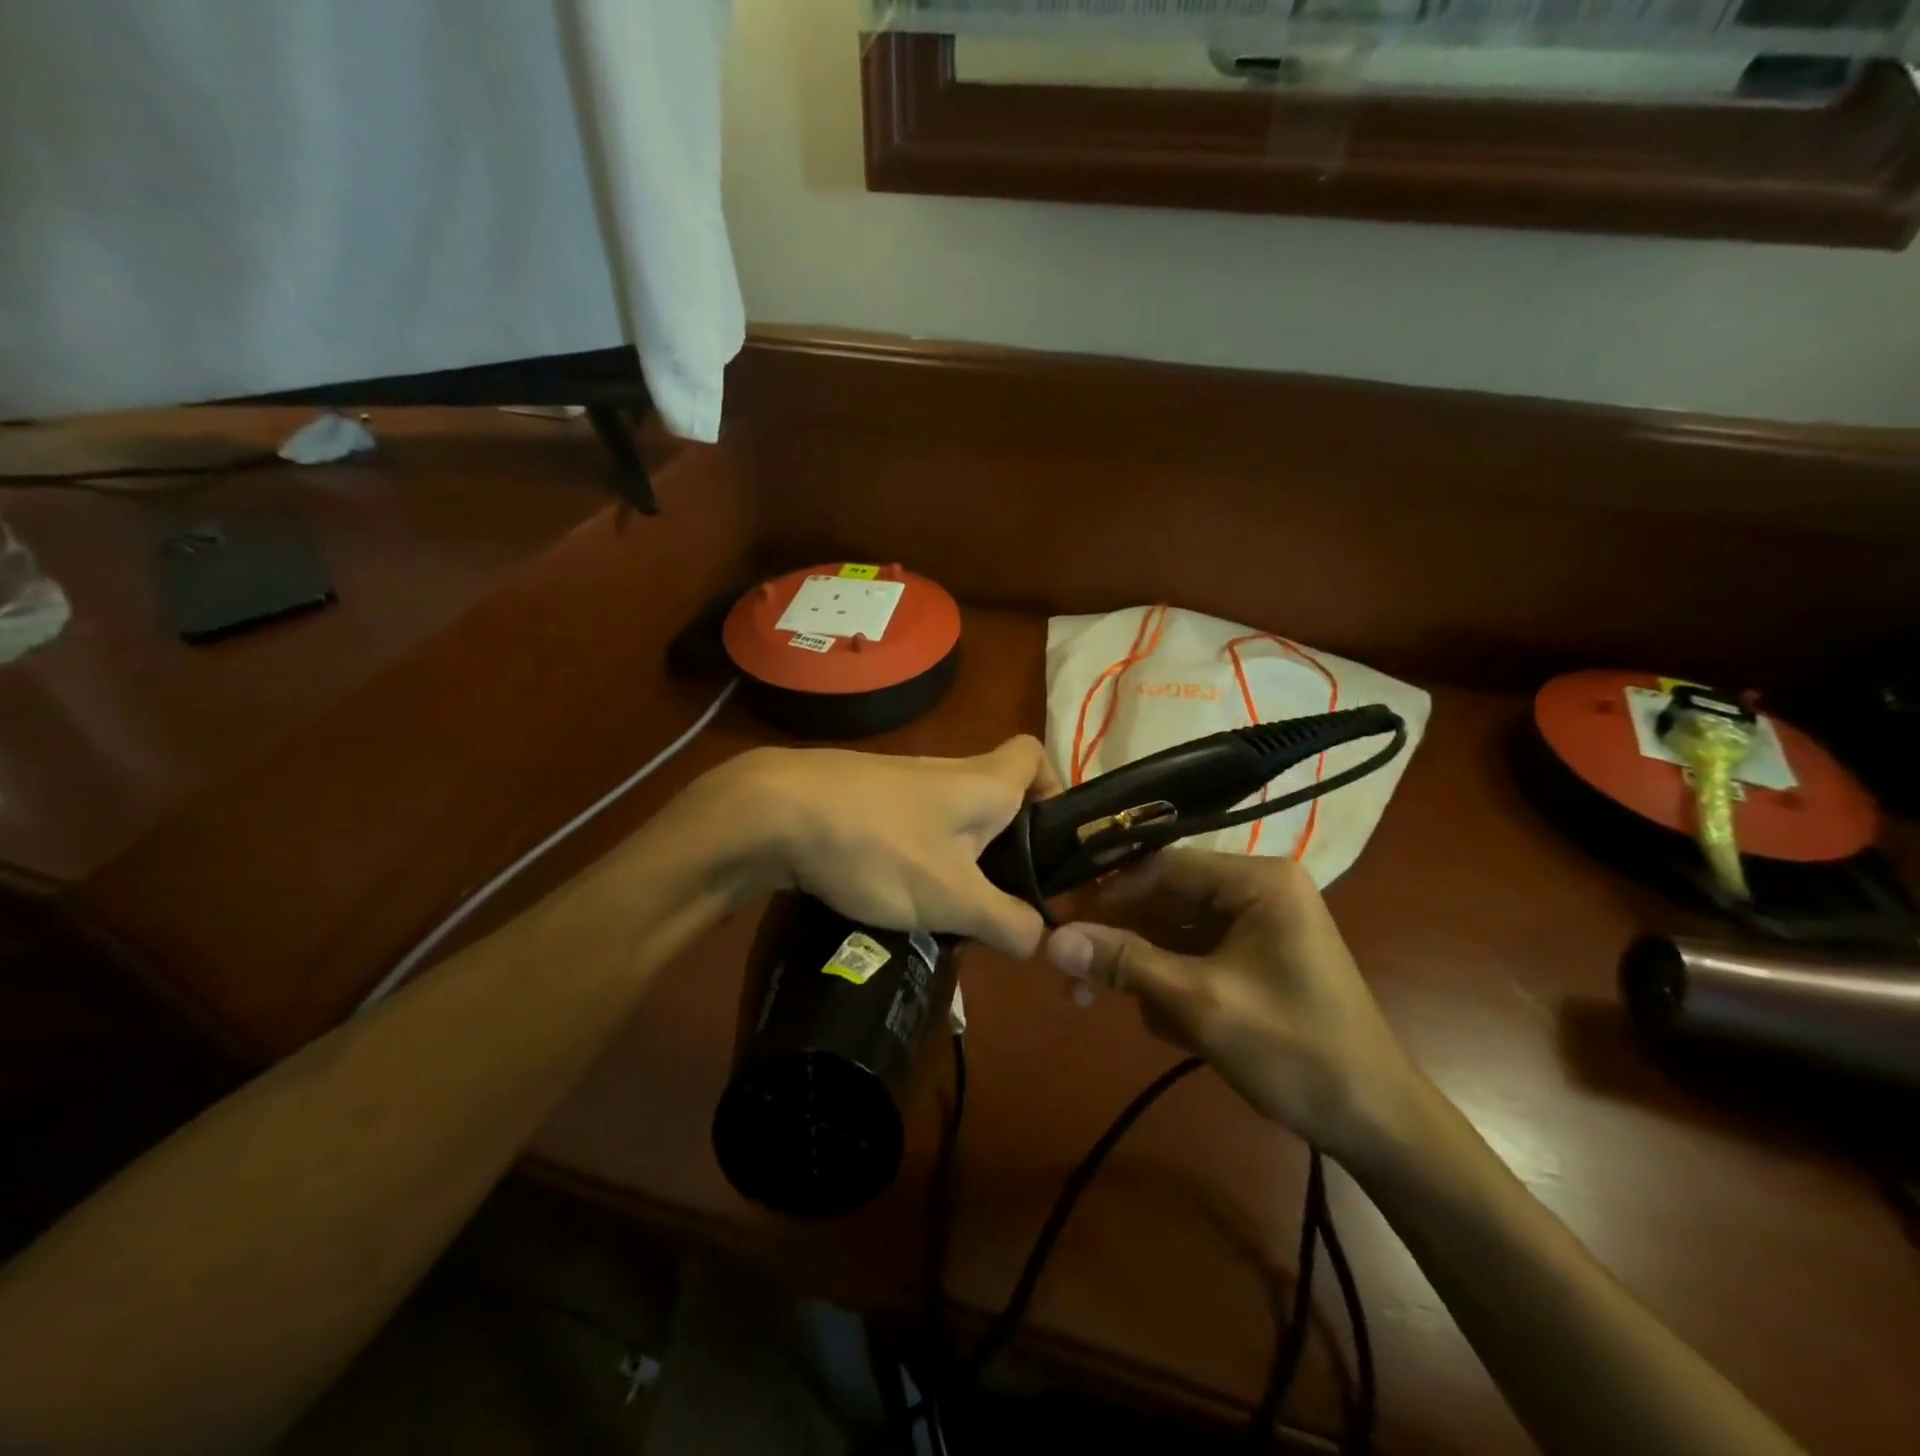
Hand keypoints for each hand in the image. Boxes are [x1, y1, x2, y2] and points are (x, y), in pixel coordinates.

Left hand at [694, 736, 1058, 958]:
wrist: (776, 814)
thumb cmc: (882, 847)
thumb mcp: (954, 899)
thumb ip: (1007, 921)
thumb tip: (1040, 938)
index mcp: (984, 782)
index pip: (1034, 755)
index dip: (1053, 788)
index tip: (1050, 839)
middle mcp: (948, 771)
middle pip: (995, 795)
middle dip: (1005, 845)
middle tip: (1000, 898)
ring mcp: (901, 782)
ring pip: (950, 816)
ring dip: (957, 858)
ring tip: (946, 910)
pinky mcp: (863, 798)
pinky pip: (909, 826)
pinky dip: (914, 857)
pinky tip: (893, 896)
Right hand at [1044, 849, 1427, 1159]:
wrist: (1376, 1125)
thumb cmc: (1293, 1051)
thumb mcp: (1199, 1003)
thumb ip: (1124, 963)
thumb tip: (1050, 940)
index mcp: (1255, 881)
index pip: (1160, 867)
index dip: (1105, 894)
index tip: (1057, 922)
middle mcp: (1256, 891)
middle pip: (1164, 901)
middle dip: (1121, 943)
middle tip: (1073, 981)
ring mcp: (1257, 927)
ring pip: (1173, 934)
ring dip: (1143, 971)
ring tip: (1112, 1008)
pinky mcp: (1255, 960)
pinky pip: (1194, 958)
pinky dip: (1172, 987)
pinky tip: (1172, 1027)